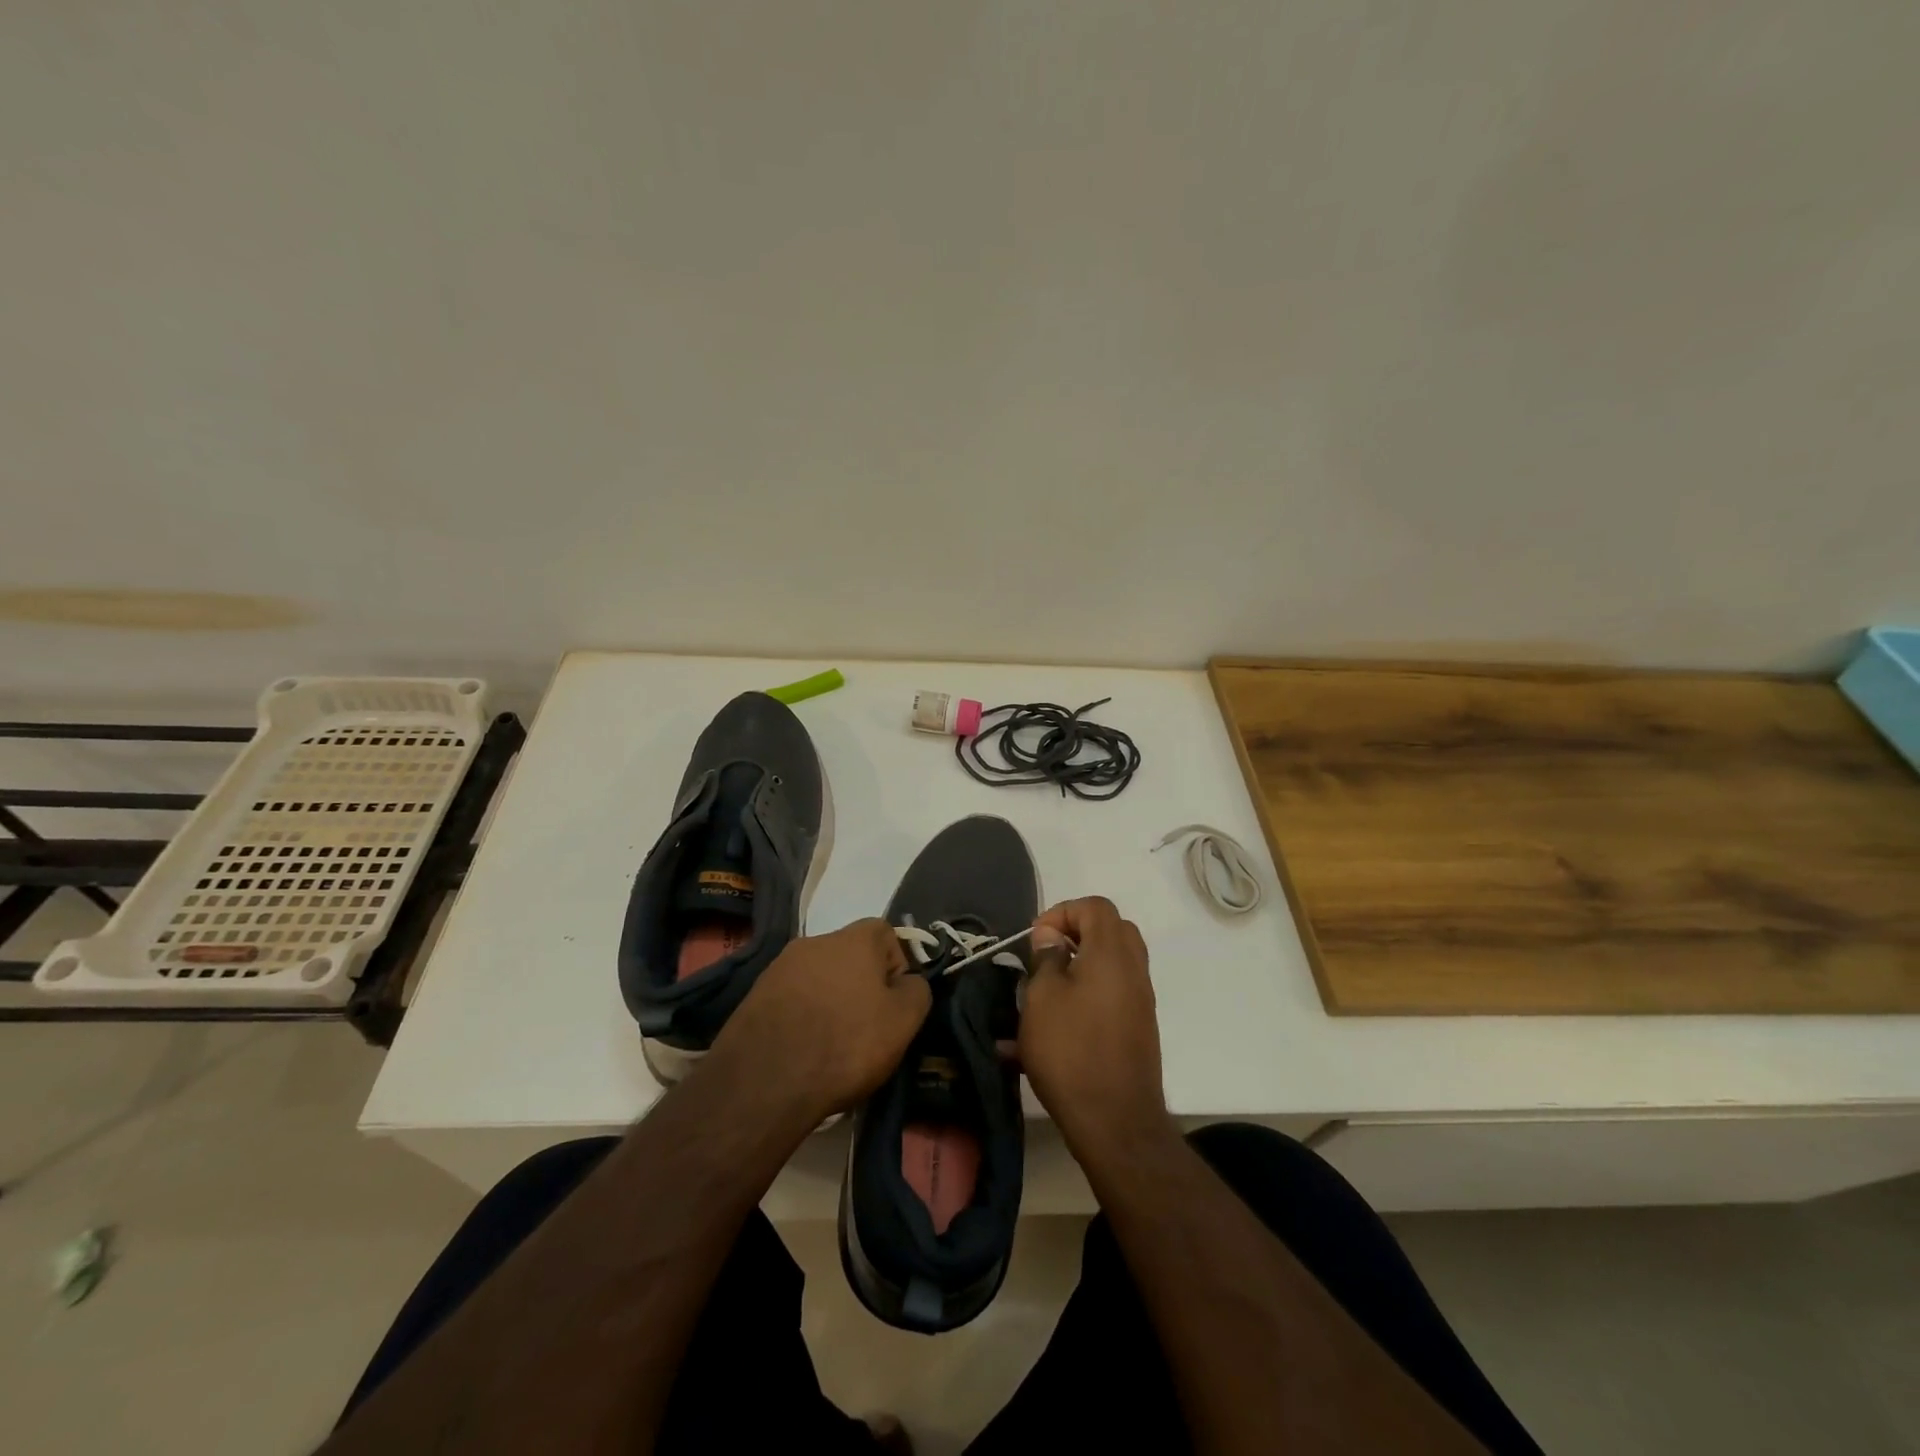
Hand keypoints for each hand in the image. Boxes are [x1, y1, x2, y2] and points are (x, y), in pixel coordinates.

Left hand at [711, 919, 929, 1122]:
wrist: (763, 1082)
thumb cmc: (845, 1044)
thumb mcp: (904, 1021)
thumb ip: (917, 991)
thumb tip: (908, 982)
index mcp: (853, 938)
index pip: (886, 934)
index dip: (896, 967)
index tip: (893, 1005)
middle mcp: (815, 941)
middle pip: (850, 956)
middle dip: (861, 986)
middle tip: (864, 1028)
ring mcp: (779, 967)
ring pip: (819, 978)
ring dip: (829, 1001)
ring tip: (830, 1045)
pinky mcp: (755, 995)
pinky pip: (792, 999)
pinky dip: (801, 1017)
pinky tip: (802, 1050)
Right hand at [1018, 896, 1169, 1155]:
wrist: (1115, 1121)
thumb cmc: (1071, 1050)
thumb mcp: (1042, 998)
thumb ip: (1047, 958)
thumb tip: (1053, 937)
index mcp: (1112, 953)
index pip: (1096, 907)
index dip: (1063, 911)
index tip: (1037, 939)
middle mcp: (1133, 970)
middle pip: (1111, 930)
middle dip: (1076, 934)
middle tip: (1047, 955)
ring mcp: (1140, 1001)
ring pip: (1113, 964)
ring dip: (1081, 966)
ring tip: (1045, 991)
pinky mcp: (1138, 1028)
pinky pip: (1112, 994)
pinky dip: (1087, 995)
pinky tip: (1054, 1026)